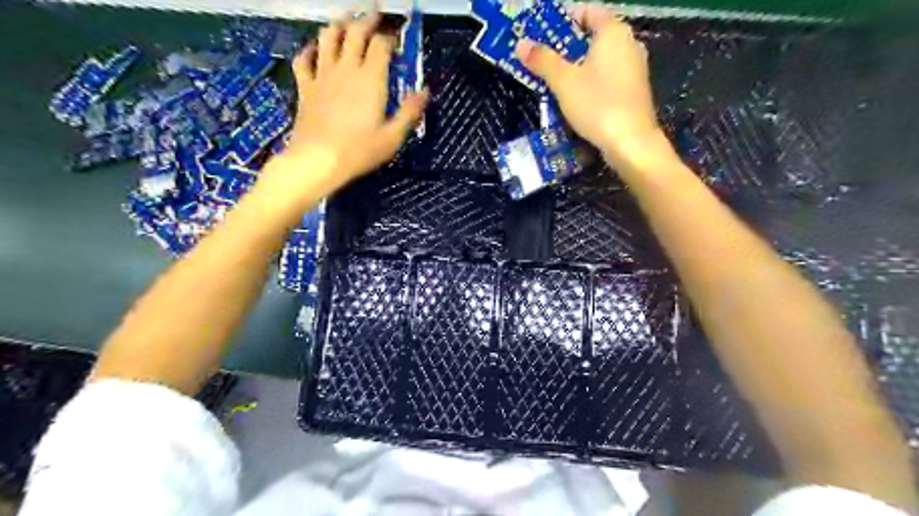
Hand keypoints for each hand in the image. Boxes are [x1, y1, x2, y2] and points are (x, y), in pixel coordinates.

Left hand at [277, 10, 427, 185]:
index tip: (397, 40)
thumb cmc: (359, 151)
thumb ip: (410, 112)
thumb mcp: (393, 137)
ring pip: (328, 37)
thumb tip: (425, 91)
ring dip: (339, 25)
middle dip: (367, 19)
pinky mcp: (306, 86)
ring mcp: (322, 75)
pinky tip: (314, 48)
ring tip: (347, 22)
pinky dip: (309, 49)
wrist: (318, 160)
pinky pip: (303, 59)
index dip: (390, 37)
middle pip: (355, 32)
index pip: (381, 45)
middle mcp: (346, 69)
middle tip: (375, 14)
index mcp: (371, 79)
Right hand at [516, 4, 673, 173]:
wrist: (630, 142)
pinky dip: (591, 81)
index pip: (588, 11)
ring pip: (601, 59)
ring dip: (578, 66)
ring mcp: (634, 69)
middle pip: (594, 36)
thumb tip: (521, 44)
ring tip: (554, 79)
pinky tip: (576, 98)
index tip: (544, 33)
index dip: (564, 18)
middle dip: (567, 45)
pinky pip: (608, 77)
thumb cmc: (597, 104)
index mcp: (614, 32)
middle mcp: (629, 44)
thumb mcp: (564, 82)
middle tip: (543, 58)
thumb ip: (543, 61)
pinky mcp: (634, 91)